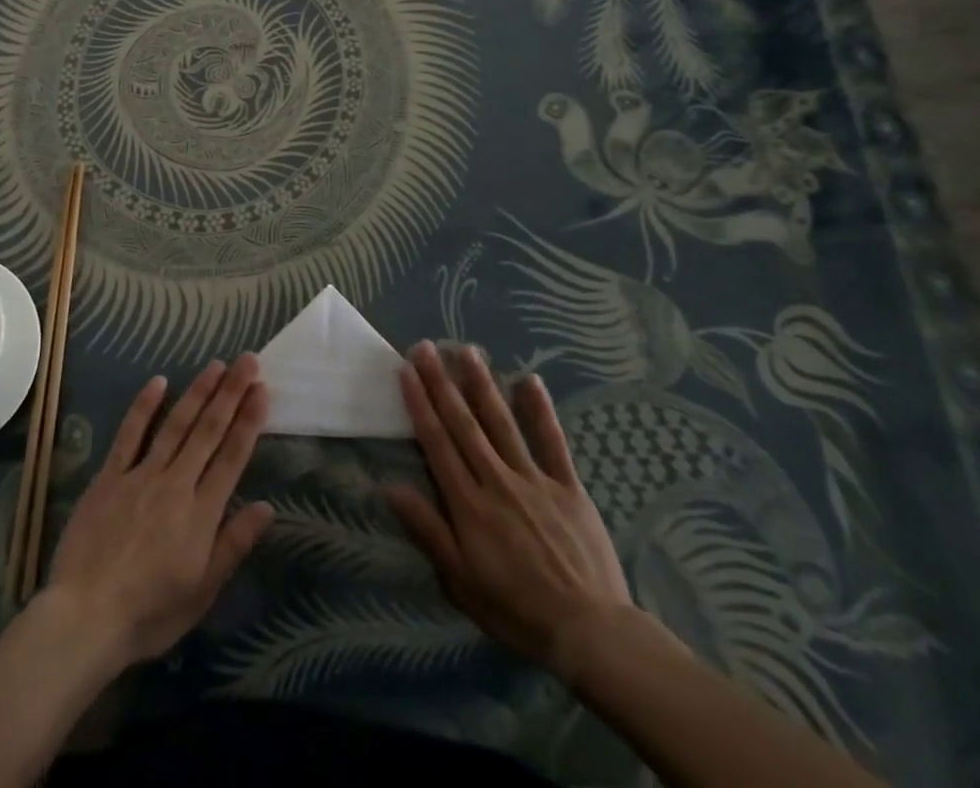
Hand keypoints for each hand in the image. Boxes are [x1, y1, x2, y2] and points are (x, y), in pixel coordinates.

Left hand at [43, 355, 273, 668]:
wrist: (85, 617)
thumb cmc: (149, 614)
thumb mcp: (202, 591)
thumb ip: (233, 544)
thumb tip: (267, 507)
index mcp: (201, 513)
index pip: (232, 457)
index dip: (249, 421)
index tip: (262, 389)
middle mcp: (176, 484)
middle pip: (208, 431)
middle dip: (231, 393)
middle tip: (248, 361)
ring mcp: (141, 475)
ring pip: (176, 424)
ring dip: (198, 392)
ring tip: (216, 365)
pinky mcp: (109, 476)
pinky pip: (129, 434)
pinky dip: (144, 406)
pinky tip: (158, 381)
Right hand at [388, 341, 635, 682]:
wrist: (590, 632)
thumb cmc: (516, 610)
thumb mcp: (461, 581)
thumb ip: (428, 530)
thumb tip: (389, 487)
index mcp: (468, 504)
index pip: (436, 442)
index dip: (419, 404)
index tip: (406, 371)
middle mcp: (496, 480)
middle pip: (463, 424)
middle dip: (441, 383)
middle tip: (425, 347)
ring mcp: (534, 479)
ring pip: (501, 423)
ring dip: (482, 385)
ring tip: (467, 351)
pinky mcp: (567, 485)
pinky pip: (552, 441)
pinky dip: (540, 410)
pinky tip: (530, 380)